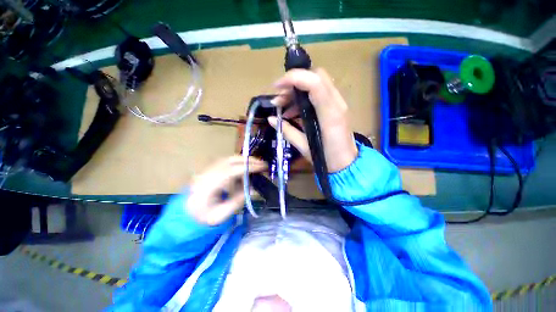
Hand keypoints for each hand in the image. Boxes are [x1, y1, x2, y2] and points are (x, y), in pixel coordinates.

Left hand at [186, 156, 266, 224]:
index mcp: (208, 185)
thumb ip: (237, 202)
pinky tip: (245, 169)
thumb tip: (253, 189)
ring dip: (244, 160)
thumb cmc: (202, 217)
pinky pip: (226, 162)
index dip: (248, 167)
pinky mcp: (210, 170)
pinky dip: (238, 163)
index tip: (262, 167)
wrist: (185, 214)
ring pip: (228, 159)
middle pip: (230, 160)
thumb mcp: (220, 215)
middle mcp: (207, 173)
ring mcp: (207, 170)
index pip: (231, 171)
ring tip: (256, 165)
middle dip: (248, 160)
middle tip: (262, 164)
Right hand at [269, 68, 357, 171]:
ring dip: (297, 91)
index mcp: (330, 114)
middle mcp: (337, 104)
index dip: (293, 78)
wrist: (347, 164)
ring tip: (282, 107)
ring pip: (317, 83)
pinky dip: (303, 99)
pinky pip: (318, 94)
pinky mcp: (335, 107)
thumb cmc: (327, 159)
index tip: (276, 87)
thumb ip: (287, 131)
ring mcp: (338, 104)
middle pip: (316, 76)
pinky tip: (292, 112)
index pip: (314, 83)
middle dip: (294, 82)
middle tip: (278, 98)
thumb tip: (271, 119)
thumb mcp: (304, 147)